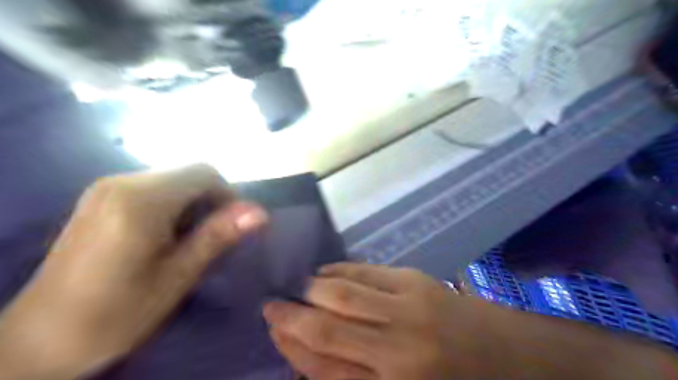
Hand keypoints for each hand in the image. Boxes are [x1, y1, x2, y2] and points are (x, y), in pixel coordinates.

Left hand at [0, 165, 268, 378]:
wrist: (40, 337)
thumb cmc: (117, 312)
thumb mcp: (177, 276)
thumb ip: (217, 236)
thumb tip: (261, 212)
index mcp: (141, 201)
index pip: (205, 172)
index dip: (228, 195)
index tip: (230, 227)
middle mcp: (122, 182)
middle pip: (190, 173)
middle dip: (211, 201)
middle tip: (209, 239)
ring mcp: (107, 187)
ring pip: (174, 179)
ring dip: (193, 204)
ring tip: (186, 241)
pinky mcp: (101, 196)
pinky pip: (155, 187)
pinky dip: (173, 204)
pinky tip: (163, 235)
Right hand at [262, 265, 505, 379]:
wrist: (503, 355)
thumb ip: (352, 375)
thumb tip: (306, 350)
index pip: (324, 370)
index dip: (292, 348)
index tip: (273, 329)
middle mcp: (397, 352)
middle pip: (328, 330)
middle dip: (293, 316)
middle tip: (271, 304)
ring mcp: (408, 308)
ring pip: (343, 294)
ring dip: (312, 289)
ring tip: (296, 287)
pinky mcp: (416, 280)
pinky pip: (365, 271)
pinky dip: (339, 270)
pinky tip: (325, 273)